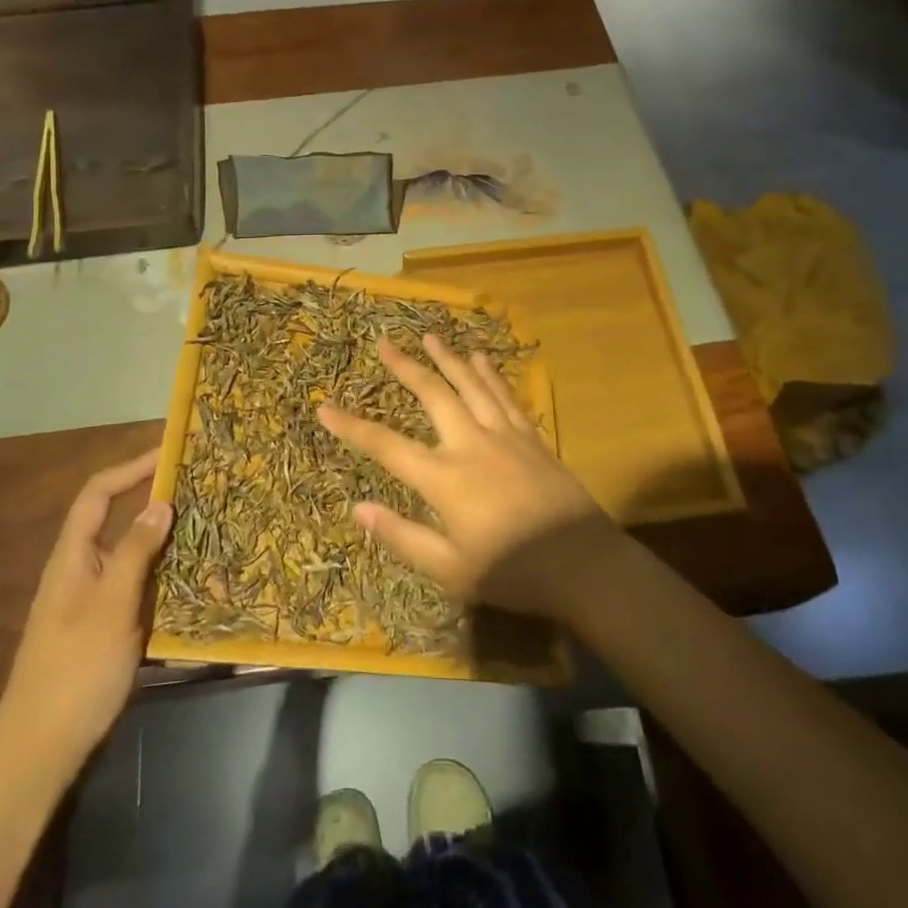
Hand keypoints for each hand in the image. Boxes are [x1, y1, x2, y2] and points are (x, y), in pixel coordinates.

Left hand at [0, 449, 172, 772]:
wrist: (37, 753)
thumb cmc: (74, 672)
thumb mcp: (110, 607)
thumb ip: (134, 552)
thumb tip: (160, 503)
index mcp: (72, 557)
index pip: (98, 494)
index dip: (131, 468)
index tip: (170, 453)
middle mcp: (80, 570)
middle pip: (115, 518)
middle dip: (153, 498)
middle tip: (198, 488)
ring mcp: (91, 601)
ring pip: (129, 553)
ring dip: (162, 537)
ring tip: (205, 525)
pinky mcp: (103, 628)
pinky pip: (136, 585)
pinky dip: (161, 573)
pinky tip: (191, 578)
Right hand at [318, 335, 621, 622]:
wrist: (583, 564)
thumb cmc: (512, 572)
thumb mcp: (450, 569)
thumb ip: (402, 536)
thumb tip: (357, 508)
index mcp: (444, 477)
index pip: (386, 445)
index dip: (352, 426)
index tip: (324, 407)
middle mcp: (471, 443)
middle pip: (432, 394)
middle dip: (406, 366)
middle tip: (385, 342)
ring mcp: (504, 435)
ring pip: (471, 384)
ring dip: (448, 357)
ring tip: (429, 336)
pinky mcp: (531, 436)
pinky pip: (505, 395)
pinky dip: (490, 373)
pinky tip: (481, 358)